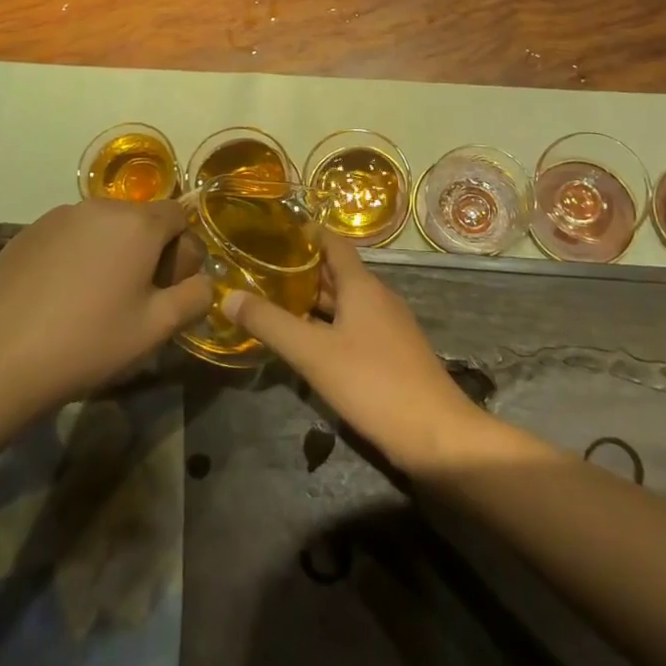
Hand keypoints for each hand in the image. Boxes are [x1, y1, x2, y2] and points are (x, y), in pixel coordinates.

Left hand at [0, 199, 212, 417]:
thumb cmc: (88, 342)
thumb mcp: (156, 329)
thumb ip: (195, 298)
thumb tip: (203, 283)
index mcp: (138, 223)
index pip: (180, 216)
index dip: (183, 252)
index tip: (168, 290)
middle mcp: (100, 206)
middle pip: (141, 220)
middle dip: (148, 252)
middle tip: (134, 301)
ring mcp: (58, 216)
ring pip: (104, 228)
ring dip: (112, 254)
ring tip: (94, 302)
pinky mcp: (27, 233)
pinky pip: (70, 237)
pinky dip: (77, 258)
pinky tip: (59, 300)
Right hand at [221, 234, 485, 473]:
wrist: (437, 435)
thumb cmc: (373, 382)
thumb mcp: (313, 353)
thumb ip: (270, 323)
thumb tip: (228, 296)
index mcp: (362, 286)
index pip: (334, 243)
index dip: (306, 233)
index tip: (272, 230)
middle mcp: (377, 298)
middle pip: (336, 273)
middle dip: (301, 269)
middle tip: (259, 268)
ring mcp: (388, 327)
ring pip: (344, 303)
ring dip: (312, 300)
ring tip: (273, 301)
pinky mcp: (391, 354)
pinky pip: (353, 327)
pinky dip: (327, 325)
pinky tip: (305, 342)